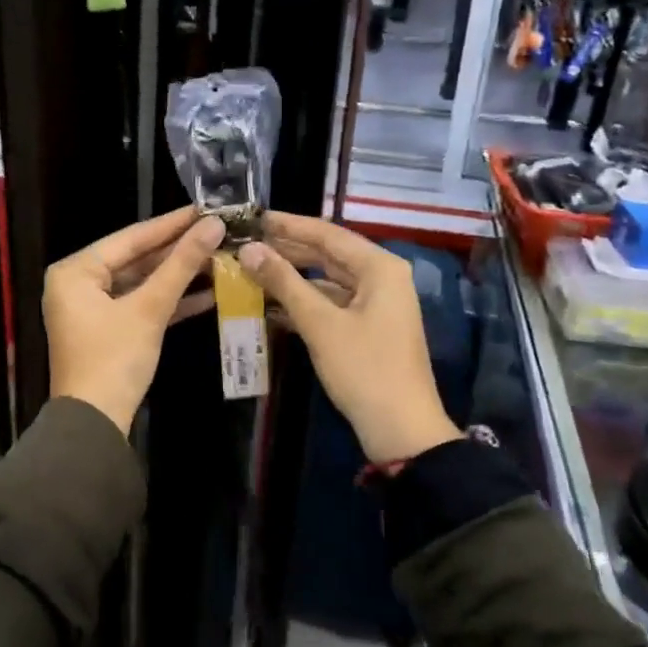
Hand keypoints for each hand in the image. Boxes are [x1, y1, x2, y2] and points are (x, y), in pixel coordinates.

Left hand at [45, 208, 225, 434]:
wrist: (94, 423)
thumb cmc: (114, 359)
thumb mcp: (149, 309)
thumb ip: (181, 265)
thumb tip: (213, 226)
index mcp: (75, 270)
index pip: (130, 237)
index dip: (171, 223)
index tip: (205, 208)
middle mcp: (78, 283)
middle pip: (136, 258)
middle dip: (178, 251)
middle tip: (217, 232)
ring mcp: (92, 308)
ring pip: (141, 283)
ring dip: (178, 276)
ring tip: (219, 258)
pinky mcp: (108, 330)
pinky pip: (140, 305)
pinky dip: (169, 301)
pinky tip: (207, 293)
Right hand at [238, 212, 460, 464]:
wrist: (401, 429)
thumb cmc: (363, 368)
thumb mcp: (320, 323)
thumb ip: (284, 282)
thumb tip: (248, 249)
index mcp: (379, 267)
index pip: (327, 233)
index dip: (288, 225)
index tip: (253, 217)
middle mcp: (382, 277)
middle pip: (328, 254)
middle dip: (287, 249)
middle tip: (246, 242)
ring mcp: (377, 303)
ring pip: (328, 279)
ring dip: (292, 277)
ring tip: (252, 269)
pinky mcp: (368, 327)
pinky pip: (332, 303)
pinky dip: (304, 302)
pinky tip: (271, 304)